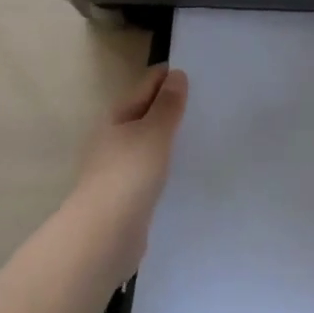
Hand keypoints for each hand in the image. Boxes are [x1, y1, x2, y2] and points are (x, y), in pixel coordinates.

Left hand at [71, 64, 188, 276]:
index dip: (171, 76)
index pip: (148, 84)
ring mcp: (119, 168)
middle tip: (210, 103)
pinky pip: (152, 169)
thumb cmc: (128, 174)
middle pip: (147, 112)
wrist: (103, 237)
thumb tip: (176, 75)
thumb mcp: (154, 132)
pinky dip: (168, 164)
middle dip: (173, 106)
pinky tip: (187, 169)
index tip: (202, 75)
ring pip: (150, 142)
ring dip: (171, 137)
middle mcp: (115, 137)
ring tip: (204, 133)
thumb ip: (168, 104)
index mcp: (117, 116)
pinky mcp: (128, 195)